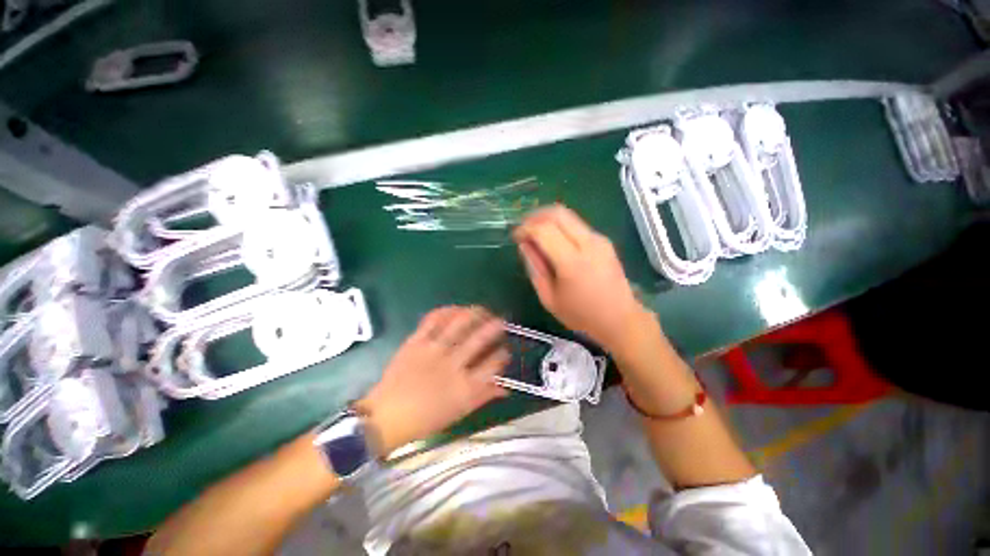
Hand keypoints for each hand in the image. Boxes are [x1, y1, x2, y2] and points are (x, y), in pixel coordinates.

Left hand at [358, 306, 509, 453]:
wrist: (386, 416)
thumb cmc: (425, 419)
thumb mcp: (459, 412)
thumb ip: (483, 396)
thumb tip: (505, 388)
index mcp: (464, 386)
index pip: (492, 364)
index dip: (502, 354)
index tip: (505, 350)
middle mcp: (452, 364)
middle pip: (479, 339)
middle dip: (495, 327)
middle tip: (501, 321)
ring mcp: (433, 350)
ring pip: (459, 323)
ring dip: (475, 313)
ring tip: (482, 310)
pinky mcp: (416, 342)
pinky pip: (433, 320)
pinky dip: (447, 311)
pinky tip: (456, 309)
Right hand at [513, 204, 650, 352]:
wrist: (620, 319)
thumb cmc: (581, 315)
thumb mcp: (549, 298)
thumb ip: (535, 268)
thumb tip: (524, 244)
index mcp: (572, 262)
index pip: (544, 230)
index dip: (525, 228)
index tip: (516, 237)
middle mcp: (588, 243)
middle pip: (557, 213)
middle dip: (535, 216)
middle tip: (524, 229)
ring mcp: (599, 239)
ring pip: (568, 214)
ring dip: (547, 218)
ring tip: (535, 233)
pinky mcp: (604, 240)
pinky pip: (577, 224)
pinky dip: (559, 225)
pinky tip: (553, 240)